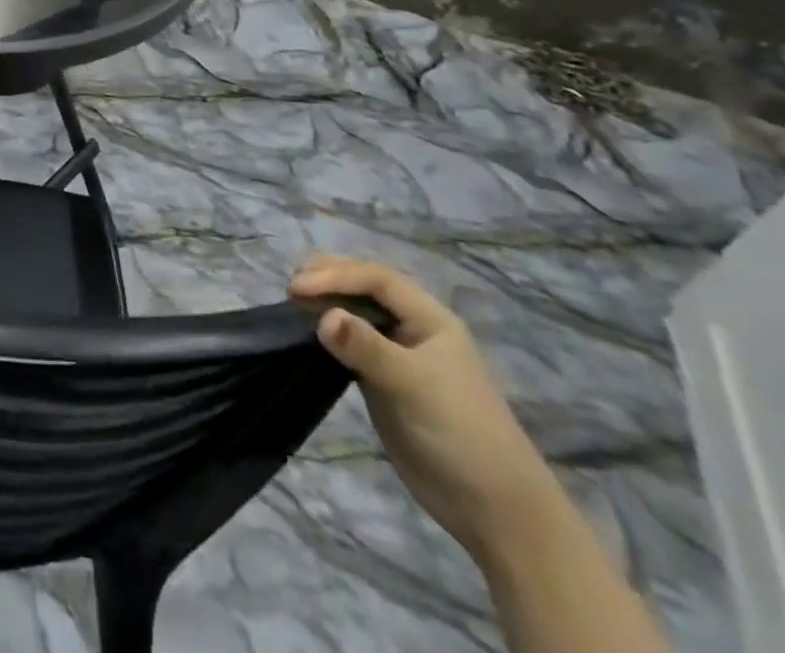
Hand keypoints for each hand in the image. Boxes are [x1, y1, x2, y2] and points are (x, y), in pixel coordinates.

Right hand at [291, 256, 560, 559]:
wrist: (492, 508)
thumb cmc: (460, 433)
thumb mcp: (413, 385)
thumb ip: (367, 348)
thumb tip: (322, 316)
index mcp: (430, 318)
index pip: (376, 278)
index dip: (335, 275)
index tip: (297, 288)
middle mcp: (412, 328)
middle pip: (364, 286)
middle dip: (327, 279)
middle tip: (292, 290)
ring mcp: (397, 353)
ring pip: (354, 311)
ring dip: (324, 303)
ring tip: (293, 308)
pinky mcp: (382, 378)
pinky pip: (349, 341)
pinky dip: (327, 331)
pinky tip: (309, 334)